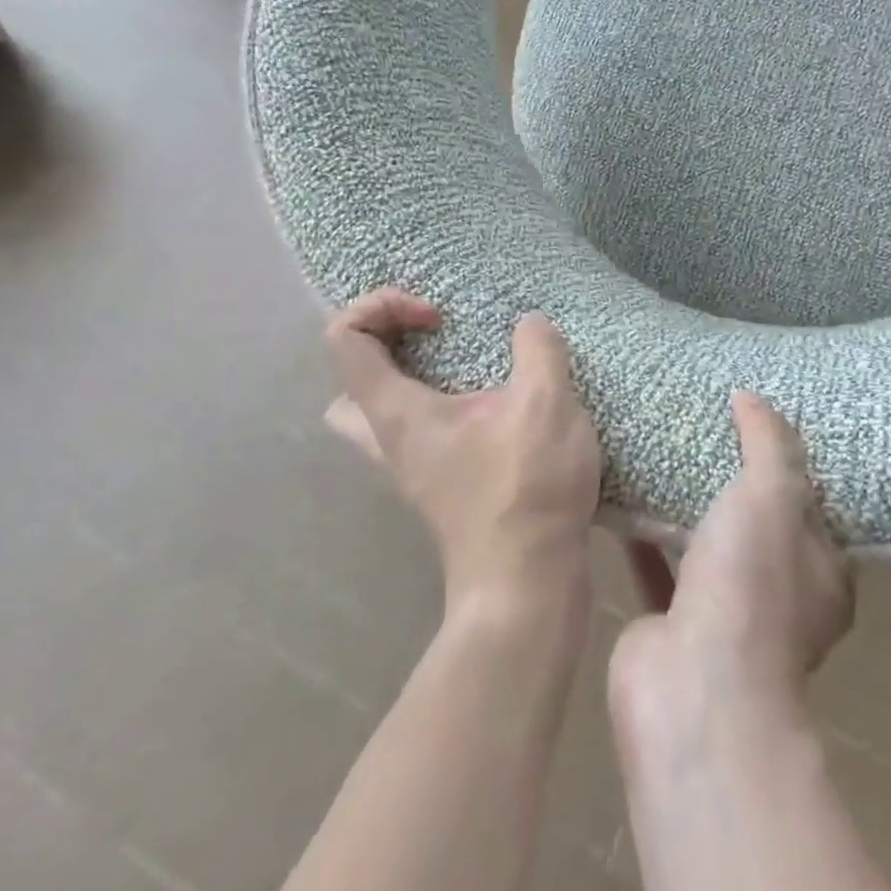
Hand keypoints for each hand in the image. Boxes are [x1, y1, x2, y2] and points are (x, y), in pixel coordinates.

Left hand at [325, 289, 601, 614]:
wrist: (528, 584)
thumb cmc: (526, 489)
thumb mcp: (545, 403)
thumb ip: (538, 349)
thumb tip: (529, 324)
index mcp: (396, 412)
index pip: (345, 338)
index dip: (384, 307)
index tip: (439, 318)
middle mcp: (389, 441)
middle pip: (350, 384)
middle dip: (386, 346)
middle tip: (438, 338)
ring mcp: (412, 470)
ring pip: (380, 417)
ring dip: (412, 381)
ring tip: (464, 369)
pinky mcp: (441, 487)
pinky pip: (420, 433)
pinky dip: (443, 408)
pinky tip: (495, 407)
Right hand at [609, 393, 854, 734]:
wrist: (693, 689)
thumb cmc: (751, 585)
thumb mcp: (773, 496)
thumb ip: (768, 443)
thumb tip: (751, 397)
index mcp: (820, 573)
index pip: (813, 506)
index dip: (791, 462)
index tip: (762, 419)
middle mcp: (777, 596)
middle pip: (756, 522)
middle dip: (733, 478)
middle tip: (705, 422)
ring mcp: (723, 613)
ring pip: (706, 543)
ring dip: (687, 505)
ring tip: (663, 446)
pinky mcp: (671, 621)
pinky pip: (657, 563)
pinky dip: (644, 532)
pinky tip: (623, 488)